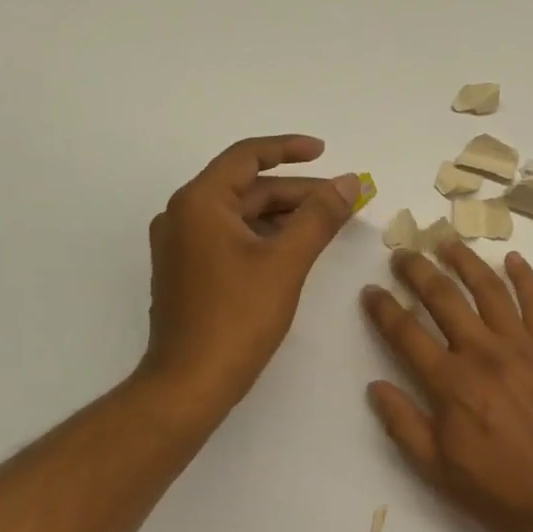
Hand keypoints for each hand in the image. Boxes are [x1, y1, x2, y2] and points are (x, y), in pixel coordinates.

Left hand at [140, 135, 359, 410]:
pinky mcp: (189, 271)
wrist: (190, 382)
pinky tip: (296, 248)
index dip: (289, 149)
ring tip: (327, 222)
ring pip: (241, 215)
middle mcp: (184, 215)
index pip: (247, 157)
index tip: (324, 152)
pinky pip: (231, 237)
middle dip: (297, 191)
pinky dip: (265, 236)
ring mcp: (182, 245)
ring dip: (284, 215)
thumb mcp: (286, 262)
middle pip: (247, 188)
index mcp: (200, 203)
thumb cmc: (237, 318)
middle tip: (342, 199)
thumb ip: (319, 217)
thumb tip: (349, 183)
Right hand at [362, 241, 532, 531]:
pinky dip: (525, 278)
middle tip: (403, 254)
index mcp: (450, 383)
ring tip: (448, 243)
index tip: (370, 291)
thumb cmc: (504, 491)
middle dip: (418, 272)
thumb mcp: (439, 471)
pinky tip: (514, 259)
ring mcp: (522, 347)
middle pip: (444, 299)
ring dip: (466, 262)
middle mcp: (483, 353)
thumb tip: (376, 386)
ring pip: (489, 290)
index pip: (406, 333)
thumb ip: (404, 426)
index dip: (384, 309)